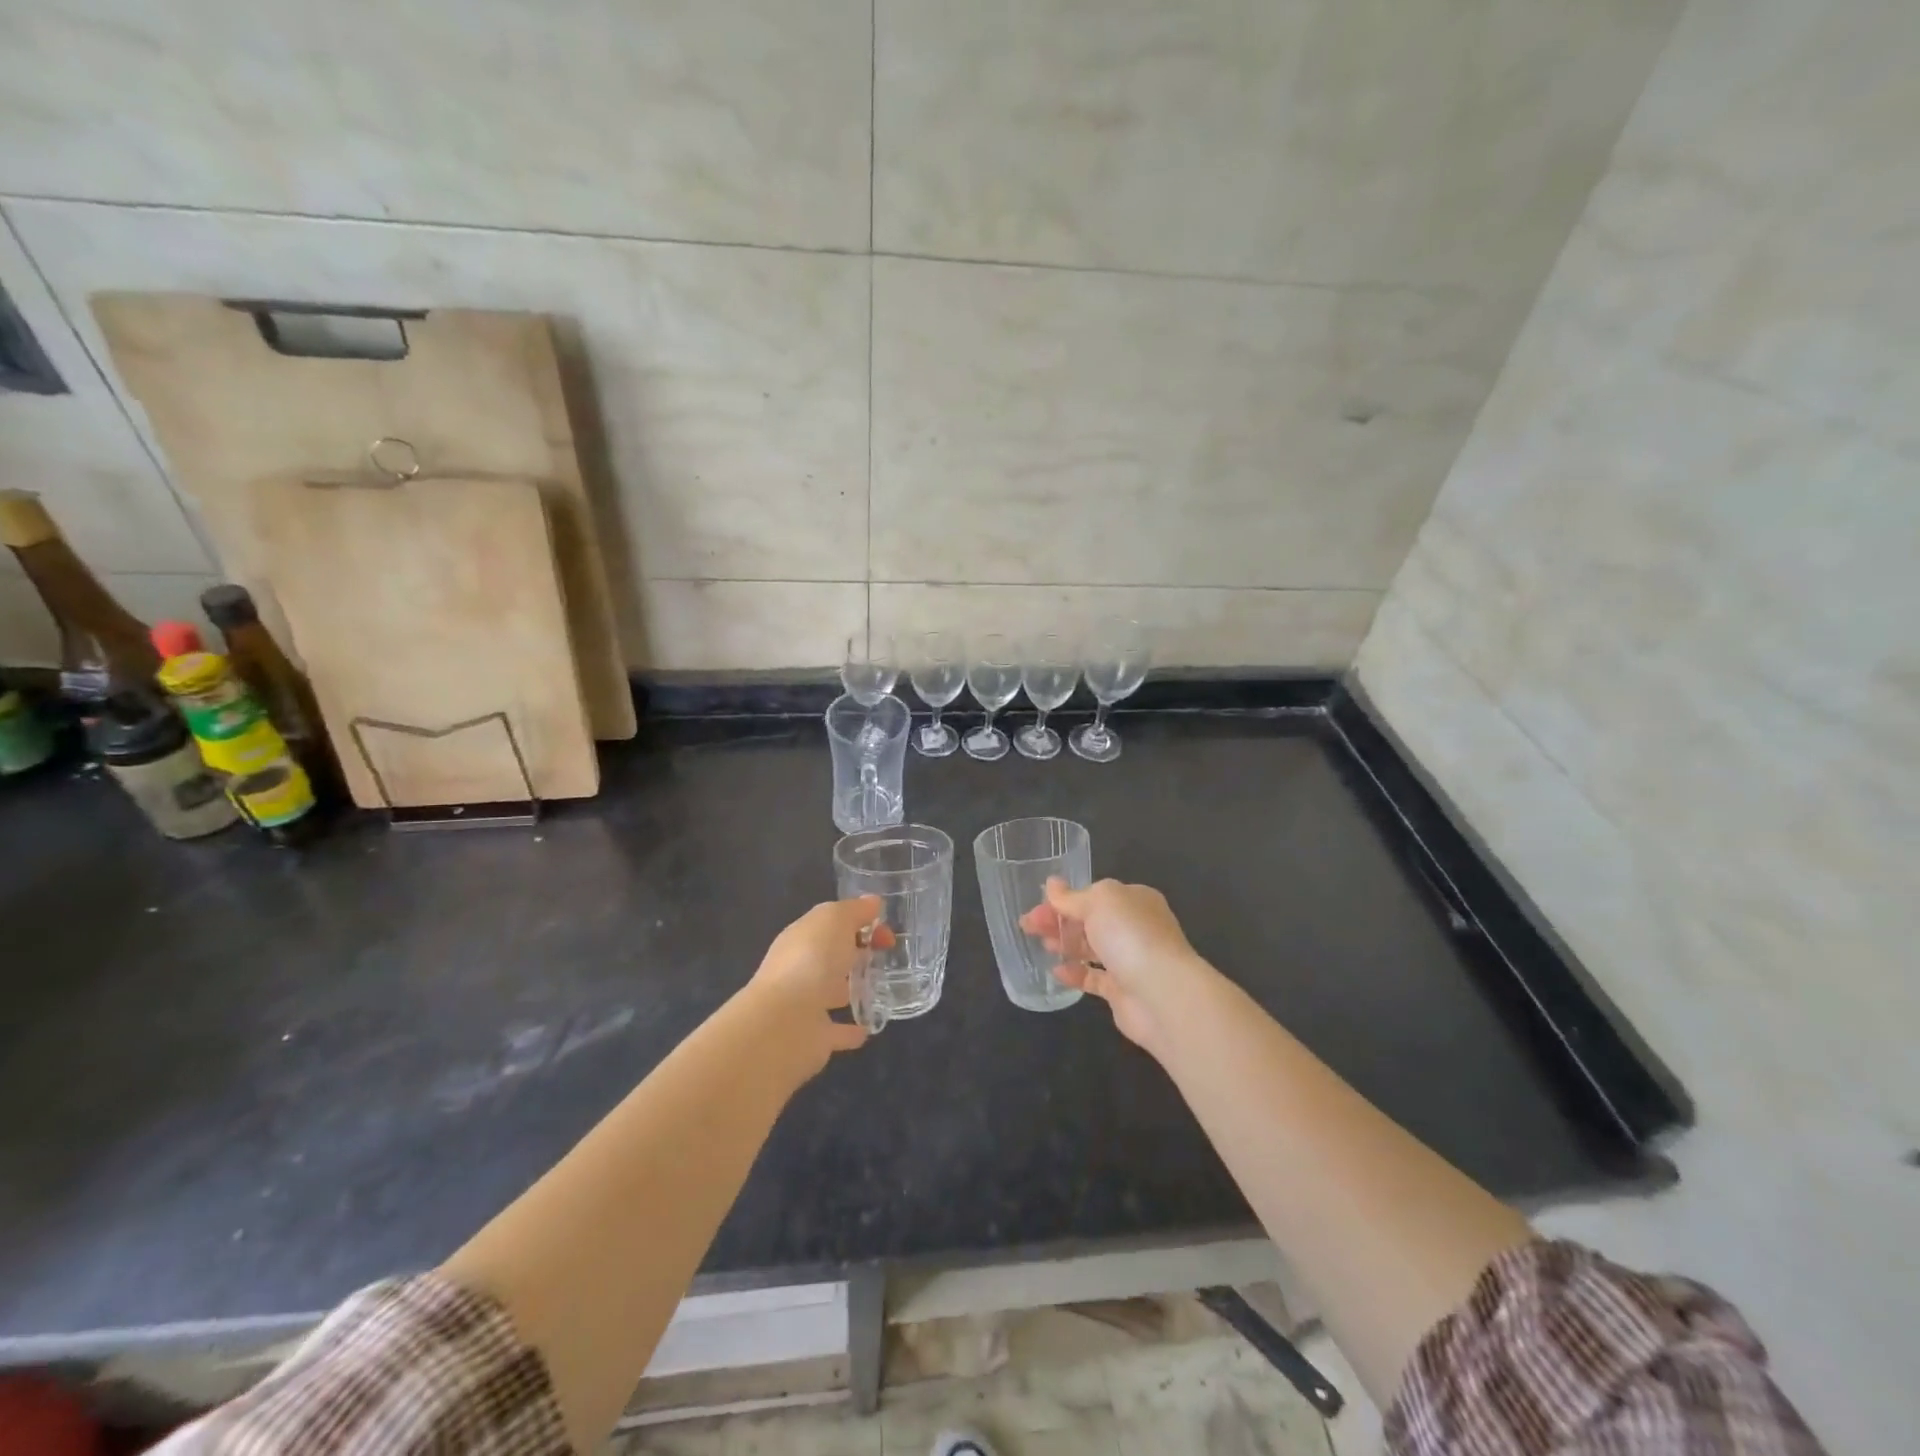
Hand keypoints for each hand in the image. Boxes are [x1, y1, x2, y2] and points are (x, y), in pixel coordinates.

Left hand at [748, 896, 894, 1068]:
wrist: (784, 1023)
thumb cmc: (811, 960)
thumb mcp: (834, 920)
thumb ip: (854, 910)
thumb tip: (873, 902)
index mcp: (802, 937)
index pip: (832, 923)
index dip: (860, 922)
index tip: (888, 932)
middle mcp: (801, 968)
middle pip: (831, 954)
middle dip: (856, 951)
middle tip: (887, 954)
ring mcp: (806, 1004)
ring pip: (832, 991)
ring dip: (851, 988)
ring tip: (882, 987)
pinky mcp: (815, 1038)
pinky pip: (837, 1031)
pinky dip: (850, 1030)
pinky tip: (869, 1028)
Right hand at [1020, 878, 1208, 1053]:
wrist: (1162, 993)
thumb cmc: (1130, 935)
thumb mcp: (1098, 902)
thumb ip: (1071, 897)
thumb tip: (1051, 883)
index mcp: (1134, 899)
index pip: (1093, 895)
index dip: (1063, 899)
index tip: (1036, 906)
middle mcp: (1135, 927)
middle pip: (1090, 920)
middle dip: (1059, 921)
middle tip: (1028, 926)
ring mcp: (1130, 960)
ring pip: (1091, 948)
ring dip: (1066, 944)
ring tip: (1042, 945)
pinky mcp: (1123, 990)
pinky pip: (1094, 978)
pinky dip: (1075, 973)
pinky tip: (1056, 972)